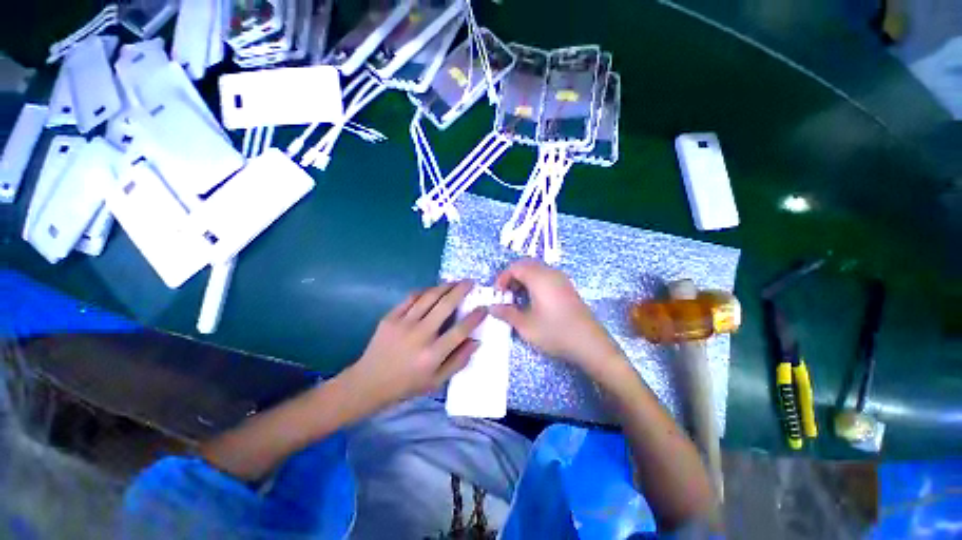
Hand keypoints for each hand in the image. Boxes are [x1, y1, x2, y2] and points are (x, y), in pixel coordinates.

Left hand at [346, 280, 485, 409]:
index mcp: (432, 354)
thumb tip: (476, 341)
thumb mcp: (436, 381)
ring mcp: (403, 323)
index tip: (484, 307)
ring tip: (455, 282)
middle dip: (461, 290)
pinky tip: (432, 290)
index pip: (460, 330)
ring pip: (429, 297)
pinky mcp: (390, 317)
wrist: (369, 382)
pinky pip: (411, 298)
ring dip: (445, 286)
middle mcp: (420, 335)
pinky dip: (425, 291)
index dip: (475, 317)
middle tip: (471, 282)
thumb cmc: (406, 384)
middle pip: (446, 305)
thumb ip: (458, 361)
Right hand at [490, 259, 622, 375]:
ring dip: (523, 279)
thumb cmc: (555, 332)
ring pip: (536, 270)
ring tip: (517, 298)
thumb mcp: (526, 326)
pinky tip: (533, 300)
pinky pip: (546, 276)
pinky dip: (534, 282)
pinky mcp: (567, 287)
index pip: (515, 267)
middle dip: (512, 276)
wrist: (589, 343)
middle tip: (506, 294)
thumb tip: (492, 307)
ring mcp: (561, 279)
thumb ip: (506, 313)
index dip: (502, 278)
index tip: (497, 294)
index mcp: (539, 278)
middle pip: (526, 265)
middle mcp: (551, 273)